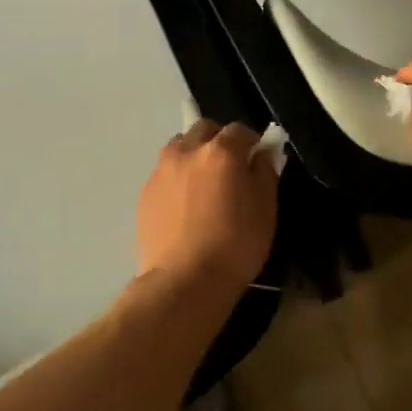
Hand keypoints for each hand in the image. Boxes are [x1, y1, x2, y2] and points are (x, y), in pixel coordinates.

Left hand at [137, 121, 279, 291]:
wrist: (184, 280)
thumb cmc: (235, 245)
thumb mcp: (265, 209)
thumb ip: (264, 172)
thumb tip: (261, 153)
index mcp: (220, 151)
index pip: (240, 130)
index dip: (252, 142)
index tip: (258, 160)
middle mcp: (187, 151)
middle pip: (204, 129)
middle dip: (219, 140)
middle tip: (230, 168)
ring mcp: (161, 171)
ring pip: (180, 148)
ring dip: (194, 155)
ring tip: (204, 184)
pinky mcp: (145, 193)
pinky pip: (165, 173)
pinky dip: (178, 178)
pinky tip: (186, 206)